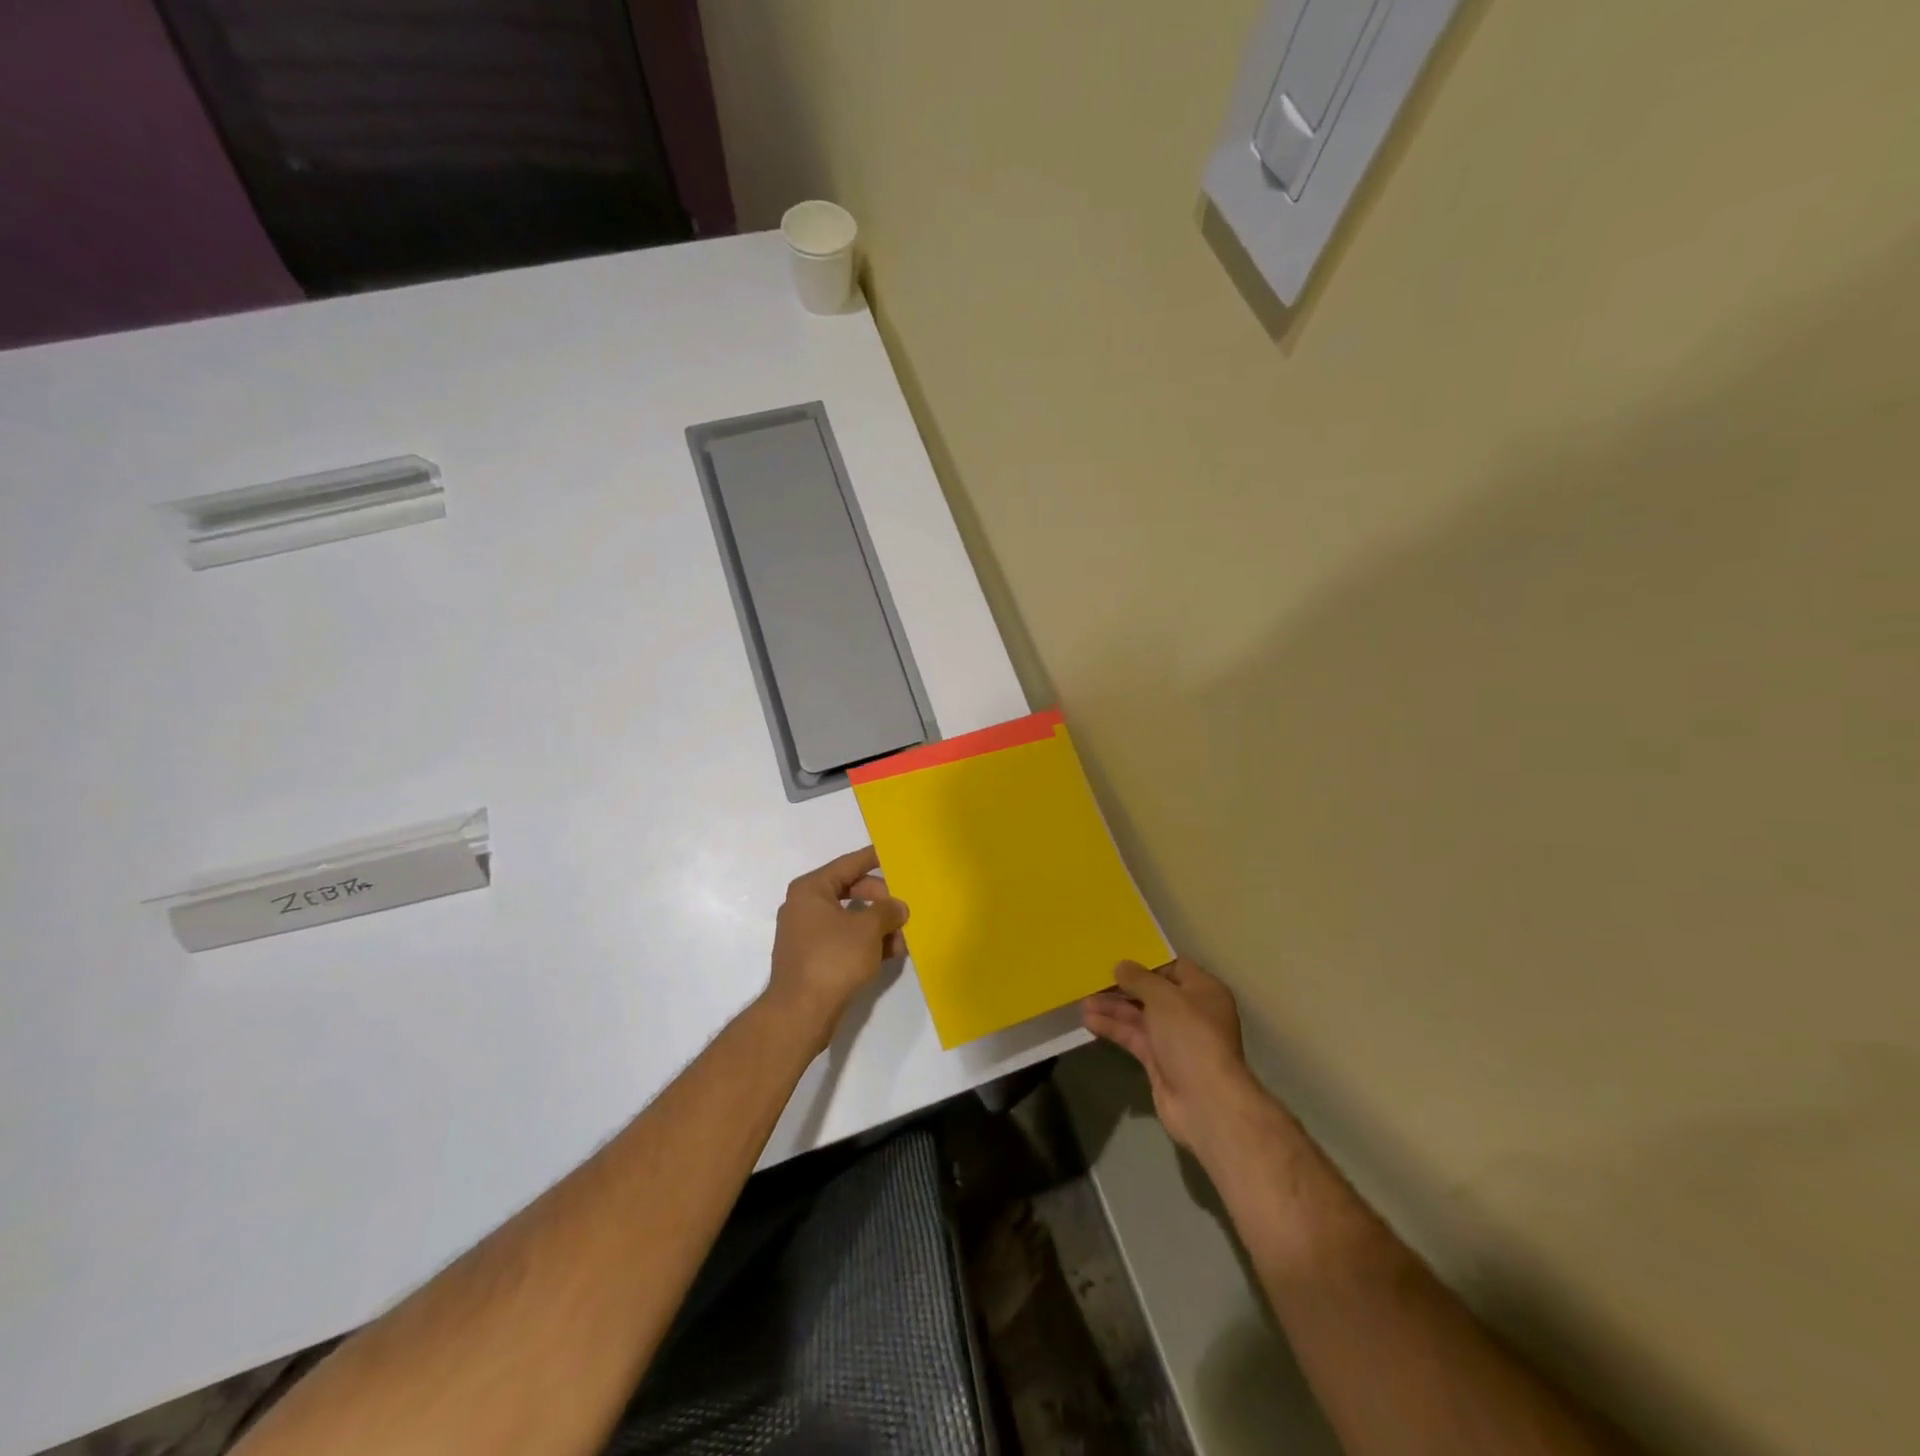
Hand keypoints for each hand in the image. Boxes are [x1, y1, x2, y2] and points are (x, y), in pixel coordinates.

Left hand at [767, 847, 908, 1052]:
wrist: (801, 1012)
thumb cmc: (833, 958)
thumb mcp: (868, 929)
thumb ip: (887, 911)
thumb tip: (898, 907)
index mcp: (811, 889)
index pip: (848, 864)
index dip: (873, 858)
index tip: (894, 853)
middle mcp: (805, 906)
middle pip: (851, 891)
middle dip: (881, 901)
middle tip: (905, 909)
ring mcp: (807, 934)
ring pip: (851, 919)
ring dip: (878, 926)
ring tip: (904, 937)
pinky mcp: (814, 959)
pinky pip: (846, 940)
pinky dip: (867, 943)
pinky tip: (892, 953)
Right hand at [1081, 957, 1270, 1159]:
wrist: (1205, 1101)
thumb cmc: (1190, 1036)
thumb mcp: (1164, 997)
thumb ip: (1139, 978)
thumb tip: (1121, 966)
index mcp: (1203, 991)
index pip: (1174, 967)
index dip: (1147, 963)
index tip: (1118, 959)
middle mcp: (1191, 1012)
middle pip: (1153, 993)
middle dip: (1123, 987)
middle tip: (1093, 980)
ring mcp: (1175, 1039)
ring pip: (1139, 1016)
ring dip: (1113, 1008)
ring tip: (1083, 1003)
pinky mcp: (1159, 1062)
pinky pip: (1134, 1038)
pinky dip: (1114, 1029)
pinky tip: (1090, 1022)